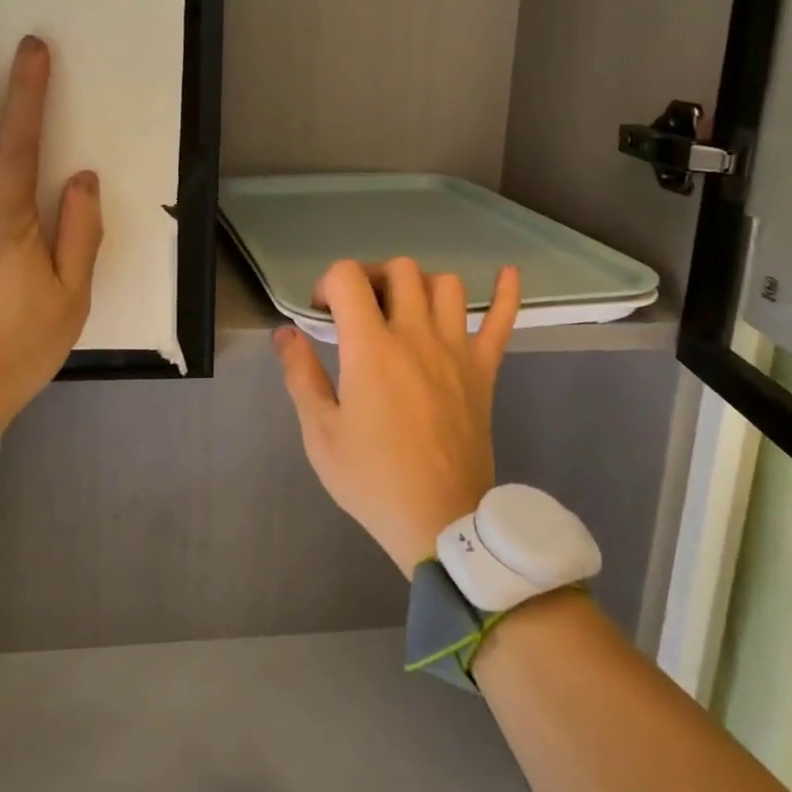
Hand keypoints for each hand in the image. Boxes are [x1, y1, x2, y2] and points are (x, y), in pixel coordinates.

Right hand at [275, 258, 521, 572]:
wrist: (440, 520)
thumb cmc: (372, 479)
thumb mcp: (320, 432)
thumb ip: (301, 375)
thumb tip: (285, 332)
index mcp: (371, 348)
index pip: (348, 277)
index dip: (328, 283)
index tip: (322, 313)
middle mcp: (416, 335)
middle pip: (399, 271)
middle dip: (372, 277)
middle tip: (360, 309)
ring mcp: (456, 349)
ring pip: (445, 284)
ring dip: (420, 285)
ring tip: (406, 308)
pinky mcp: (484, 369)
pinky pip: (502, 320)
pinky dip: (506, 292)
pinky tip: (506, 272)